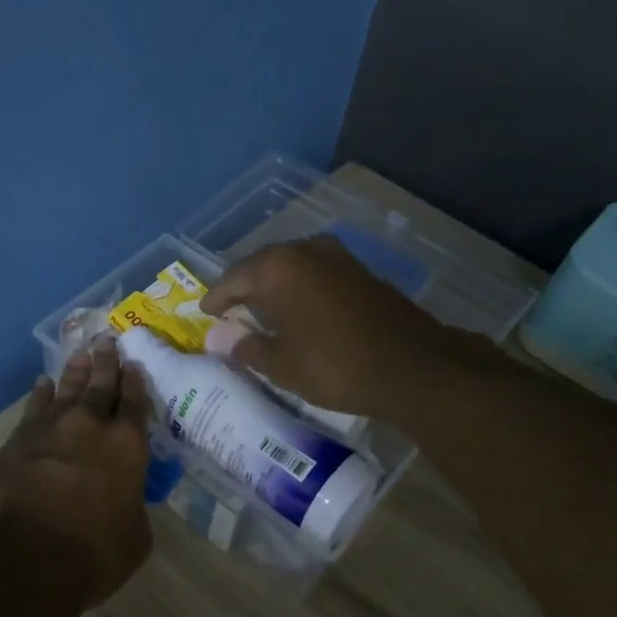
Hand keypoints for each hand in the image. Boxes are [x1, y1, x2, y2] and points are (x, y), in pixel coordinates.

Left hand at [0, 342, 153, 608]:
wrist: (21, 558)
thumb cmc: (92, 554)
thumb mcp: (135, 538)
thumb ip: (133, 508)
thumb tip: (126, 500)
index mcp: (127, 446)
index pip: (135, 403)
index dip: (136, 382)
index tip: (134, 363)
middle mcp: (90, 426)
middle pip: (100, 385)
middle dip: (106, 362)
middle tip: (107, 341)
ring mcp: (50, 429)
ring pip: (66, 389)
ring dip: (75, 371)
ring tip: (81, 352)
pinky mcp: (17, 441)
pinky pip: (34, 407)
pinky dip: (40, 394)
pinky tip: (42, 384)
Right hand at [201, 235, 482, 419]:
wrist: (411, 366)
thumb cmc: (333, 365)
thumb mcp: (280, 364)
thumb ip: (244, 345)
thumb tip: (216, 337)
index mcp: (277, 268)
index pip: (233, 278)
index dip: (216, 298)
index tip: (205, 313)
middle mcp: (305, 251)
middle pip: (262, 265)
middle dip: (245, 287)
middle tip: (231, 311)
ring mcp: (338, 257)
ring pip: (293, 267)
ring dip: (275, 286)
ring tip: (264, 311)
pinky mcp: (362, 272)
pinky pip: (317, 274)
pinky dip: (302, 289)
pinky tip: (301, 311)